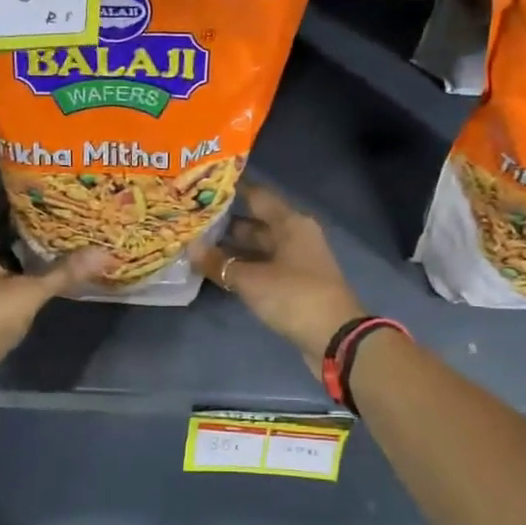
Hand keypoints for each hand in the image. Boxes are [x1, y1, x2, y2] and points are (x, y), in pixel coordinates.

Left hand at [0, 185, 107, 396]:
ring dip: (14, 235)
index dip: (6, 182)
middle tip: (52, 198)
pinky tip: (36, 261)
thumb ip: (65, 272)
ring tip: (50, 225)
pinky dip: (10, 258)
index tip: (35, 174)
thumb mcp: (29, 292)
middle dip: (17, 209)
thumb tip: (105, 253)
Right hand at [190, 184, 364, 372]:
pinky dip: (243, 267)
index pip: (257, 196)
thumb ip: (219, 263)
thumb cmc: (294, 296)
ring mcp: (297, 261)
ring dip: (232, 248)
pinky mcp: (295, 284)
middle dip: (226, 223)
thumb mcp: (251, 279)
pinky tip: (218, 271)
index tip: (204, 186)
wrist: (335, 338)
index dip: (232, 190)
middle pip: (257, 223)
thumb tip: (190, 247)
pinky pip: (264, 267)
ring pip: (259, 248)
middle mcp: (296, 236)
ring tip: (197, 246)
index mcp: (291, 223)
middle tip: (192, 221)